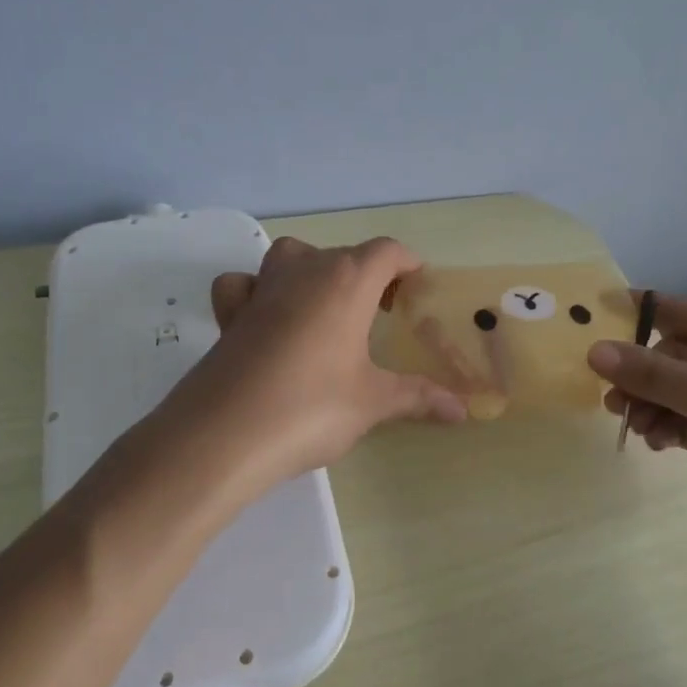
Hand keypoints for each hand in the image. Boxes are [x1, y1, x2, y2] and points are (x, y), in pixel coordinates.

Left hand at [151, 237, 465, 496]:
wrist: (223, 434)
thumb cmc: (310, 407)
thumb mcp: (372, 402)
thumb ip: (418, 397)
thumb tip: (463, 411)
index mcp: (346, 281)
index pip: (386, 251)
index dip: (406, 264)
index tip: (418, 289)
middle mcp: (304, 271)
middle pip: (343, 253)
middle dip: (368, 274)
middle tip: (382, 313)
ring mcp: (262, 288)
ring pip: (291, 255)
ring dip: (313, 271)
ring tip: (327, 308)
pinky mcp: (230, 314)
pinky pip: (245, 285)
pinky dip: (257, 291)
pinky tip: (267, 319)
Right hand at [587, 297, 686, 565]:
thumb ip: (650, 373)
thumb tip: (593, 349)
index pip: (677, 312)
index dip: (635, 318)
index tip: (592, 325)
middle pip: (675, 356)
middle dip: (642, 378)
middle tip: (611, 401)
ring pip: (681, 392)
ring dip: (654, 406)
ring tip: (634, 426)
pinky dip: (672, 428)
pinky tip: (656, 442)